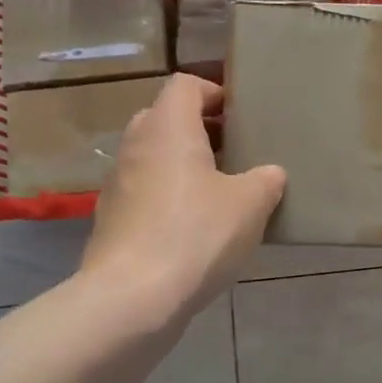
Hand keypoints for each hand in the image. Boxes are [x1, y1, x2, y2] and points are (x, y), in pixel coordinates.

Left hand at [81, 74, 284, 320]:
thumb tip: (270, 174)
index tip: (239, 116)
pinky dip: (167, 196)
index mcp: (168, 127)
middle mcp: (136, 144)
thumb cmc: (196, 234)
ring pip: (153, 156)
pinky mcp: (111, 218)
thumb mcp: (250, 204)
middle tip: (234, 151)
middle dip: (199, 129)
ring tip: (219, 191)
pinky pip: (144, 191)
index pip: (185, 84)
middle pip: (165, 117)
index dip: (213, 92)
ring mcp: (117, 182)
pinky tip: (194, 227)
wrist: (132, 297)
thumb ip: (266, 180)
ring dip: (183, 164)